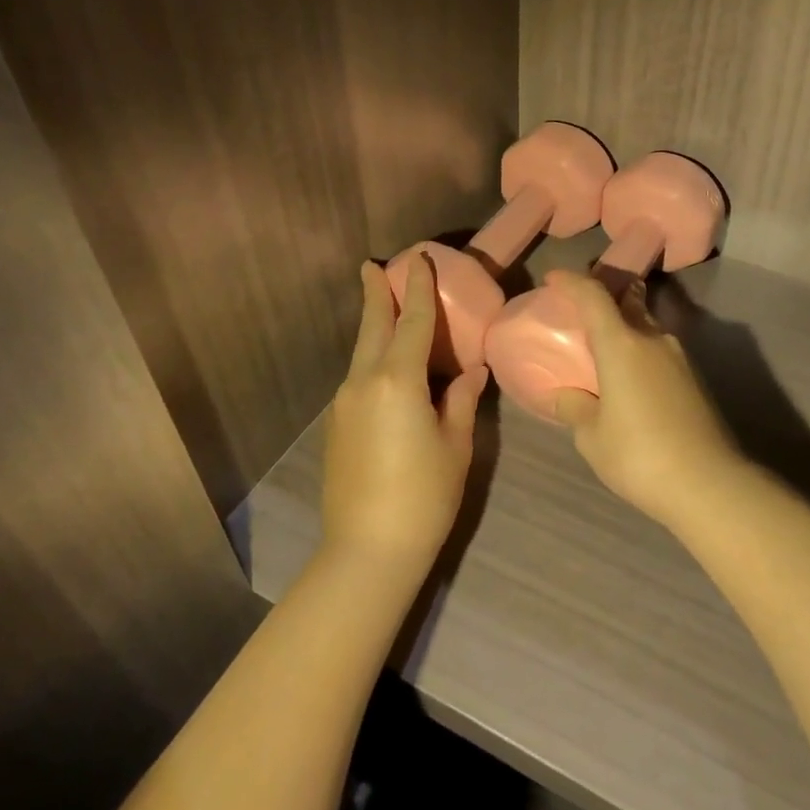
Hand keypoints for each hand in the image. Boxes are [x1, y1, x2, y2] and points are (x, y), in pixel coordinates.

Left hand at [320, 256, 487, 582]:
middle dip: (376, 295)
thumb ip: (461, 401)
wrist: (367, 549)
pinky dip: (371, 356)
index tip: (417, 259)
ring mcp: (345, 403)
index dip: (418, 290)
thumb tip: (471, 372)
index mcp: (398, 381)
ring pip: (361, 352)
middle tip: (373, 266)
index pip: (413, 323)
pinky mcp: (338, 425)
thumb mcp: (455, 445)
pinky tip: (385, 363)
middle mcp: (364, 382)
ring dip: (373, 325)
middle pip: (373, 327)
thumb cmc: (424, 496)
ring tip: (382, 304)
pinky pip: (358, 376)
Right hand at [547, 269, 746, 529]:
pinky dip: (638, 353)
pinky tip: (628, 381)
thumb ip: (575, 407)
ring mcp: (679, 358)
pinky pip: (657, 352)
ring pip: (645, 328)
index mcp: (622, 344)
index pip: (594, 295)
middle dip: (603, 299)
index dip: (572, 281)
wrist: (709, 484)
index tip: (554, 278)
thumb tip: (566, 395)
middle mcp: (653, 339)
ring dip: (623, 329)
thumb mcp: (592, 436)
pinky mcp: (694, 380)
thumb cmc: (639, 455)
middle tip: (579, 312)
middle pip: (626, 302)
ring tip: (602, 352)